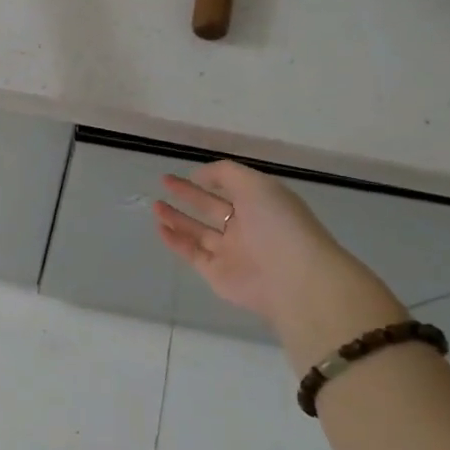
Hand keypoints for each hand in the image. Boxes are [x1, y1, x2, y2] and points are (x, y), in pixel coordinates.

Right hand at [153, 162, 405, 367]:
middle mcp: (246, 227)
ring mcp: (231, 251)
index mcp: (261, 204)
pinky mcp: (217, 273)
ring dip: (176, 218)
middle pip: (211, 208)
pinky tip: (159, 228)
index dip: (208, 177)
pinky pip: (192, 253)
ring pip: (199, 232)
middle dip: (188, 195)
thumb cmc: (278, 224)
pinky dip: (175, 241)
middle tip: (164, 182)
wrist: (294, 278)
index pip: (230, 187)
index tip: (185, 171)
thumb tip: (198, 175)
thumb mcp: (256, 184)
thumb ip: (225, 173)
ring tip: (155, 205)